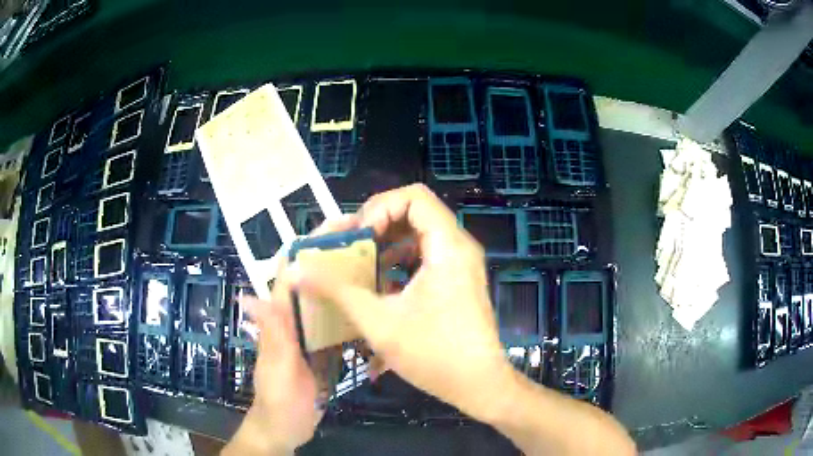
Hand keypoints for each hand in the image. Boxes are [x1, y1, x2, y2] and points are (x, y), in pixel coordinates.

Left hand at [223, 216, 359, 455]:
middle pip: (312, 278)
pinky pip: (337, 322)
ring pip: (326, 297)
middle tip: (371, 238)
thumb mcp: (278, 370)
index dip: (310, 245)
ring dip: (346, 277)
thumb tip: (248, 296)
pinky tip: (374, 302)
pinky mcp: (321, 349)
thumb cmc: (279, 401)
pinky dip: (352, 308)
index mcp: (279, 319)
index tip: (341, 225)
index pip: (291, 272)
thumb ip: (272, 336)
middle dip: (335, 255)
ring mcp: (308, 334)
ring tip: (379, 262)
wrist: (285, 429)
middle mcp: (293, 319)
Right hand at [293, 184, 514, 420]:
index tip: (358, 235)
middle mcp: (459, 246)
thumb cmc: (434, 354)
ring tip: (361, 264)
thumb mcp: (379, 321)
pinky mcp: (459, 279)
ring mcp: (461, 263)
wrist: (479, 384)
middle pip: (416, 212)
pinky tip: (382, 284)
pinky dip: (401, 260)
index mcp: (447, 247)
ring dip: (388, 244)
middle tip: (352, 247)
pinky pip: (427, 254)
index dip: (379, 207)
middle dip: (378, 225)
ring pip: (420, 234)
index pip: (414, 197)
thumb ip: (337, 290)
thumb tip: (297, 270)